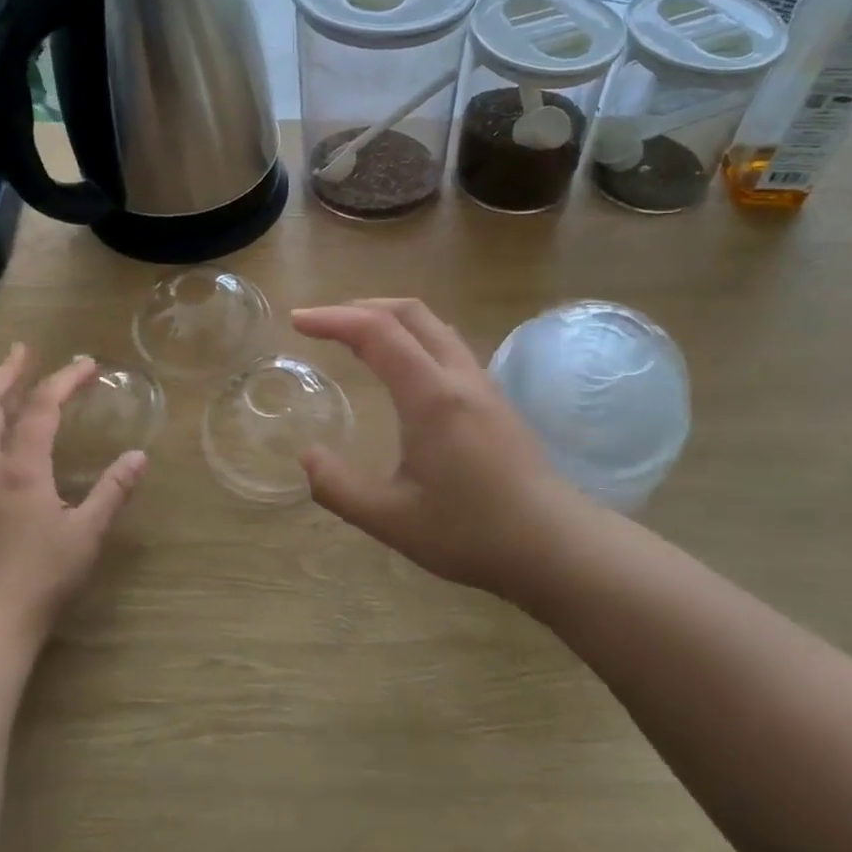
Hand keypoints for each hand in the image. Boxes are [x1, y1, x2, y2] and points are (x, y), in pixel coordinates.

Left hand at [0, 346, 146, 648]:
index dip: (64, 379)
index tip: (88, 363)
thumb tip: (138, 457)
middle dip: (6, 373)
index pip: (41, 407)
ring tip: (8, 383)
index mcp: (20, 468)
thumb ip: (112, 491)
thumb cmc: (40, 578)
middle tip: (24, 351)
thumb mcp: (86, 534)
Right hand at [292, 299, 590, 606]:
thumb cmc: (471, 532)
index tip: (298, 322)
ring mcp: (483, 385)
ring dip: (391, 319)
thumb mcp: (391, 519)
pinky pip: (449, 346)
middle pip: (410, 312)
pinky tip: (404, 369)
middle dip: (361, 306)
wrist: (554, 545)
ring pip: (434, 325)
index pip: (376, 332)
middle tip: (323, 324)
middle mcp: (459, 377)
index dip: (332, 319)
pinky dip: (414, 337)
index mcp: (431, 396)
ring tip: (357, 337)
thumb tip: (306, 457)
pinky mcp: (496, 400)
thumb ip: (338, 487)